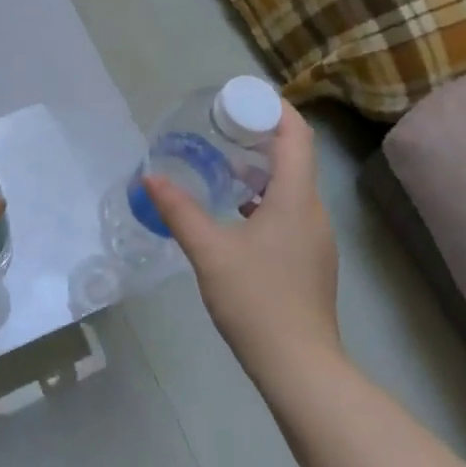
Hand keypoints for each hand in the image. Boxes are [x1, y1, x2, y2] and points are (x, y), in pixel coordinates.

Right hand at [143, 103, 341, 379]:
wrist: (299, 367)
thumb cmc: (257, 300)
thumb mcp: (209, 251)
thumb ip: (179, 210)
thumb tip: (150, 176)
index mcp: (296, 199)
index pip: (297, 136)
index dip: (274, 109)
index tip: (241, 99)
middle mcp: (313, 212)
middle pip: (294, 157)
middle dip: (259, 135)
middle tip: (220, 127)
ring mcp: (315, 238)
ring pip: (291, 186)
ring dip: (260, 169)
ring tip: (220, 163)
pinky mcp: (309, 259)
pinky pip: (289, 211)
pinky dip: (264, 197)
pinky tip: (233, 211)